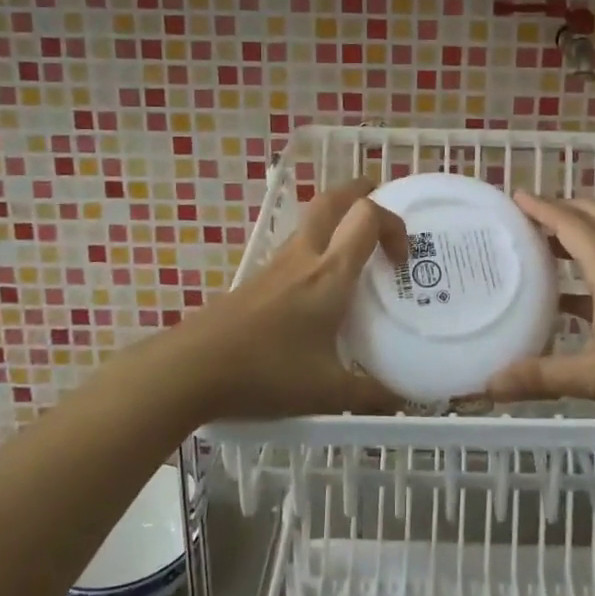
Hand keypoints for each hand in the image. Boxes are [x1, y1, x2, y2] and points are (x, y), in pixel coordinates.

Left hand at [185, 178, 407, 419]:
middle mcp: (304, 257)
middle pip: (332, 199)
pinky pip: (295, 247)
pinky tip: (318, 288)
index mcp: (330, 273)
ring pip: (310, 220)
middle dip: (361, 193)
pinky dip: (316, 248)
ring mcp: (276, 265)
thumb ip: (370, 395)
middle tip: (380, 209)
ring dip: (337, 220)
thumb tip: (404, 403)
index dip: (394, 224)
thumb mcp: (327, 392)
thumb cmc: (266, 372)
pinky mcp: (257, 279)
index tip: (402, 261)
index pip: (367, 216)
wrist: (191, 369)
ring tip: (356, 250)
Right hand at [483, 192, 594, 421]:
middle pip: (591, 215)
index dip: (539, 207)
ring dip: (577, 231)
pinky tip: (575, 295)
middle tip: (525, 218)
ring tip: (544, 247)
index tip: (513, 195)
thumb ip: (543, 377)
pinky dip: (593, 258)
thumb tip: (490, 385)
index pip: (567, 222)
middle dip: (559, 209)